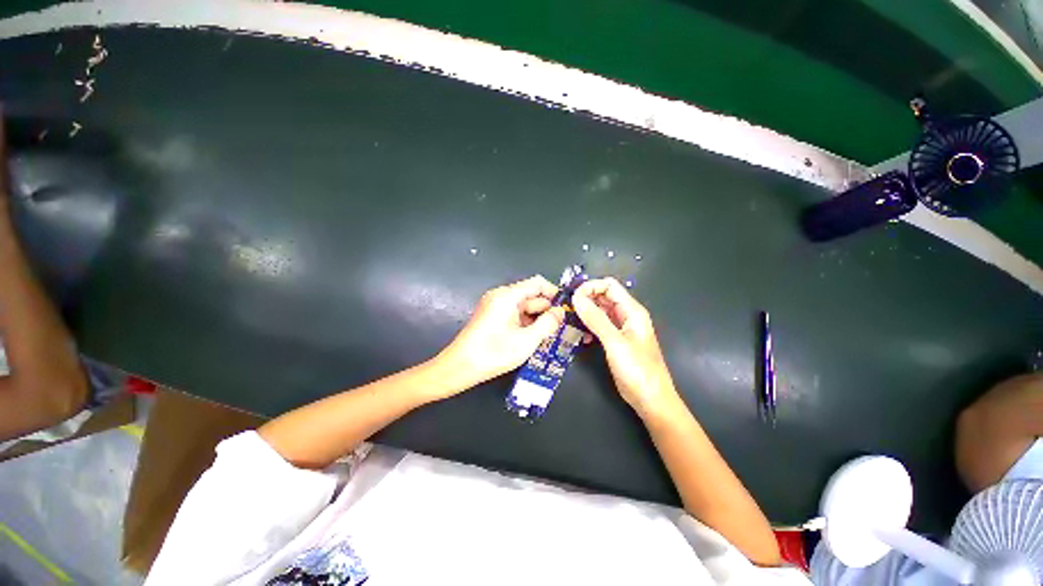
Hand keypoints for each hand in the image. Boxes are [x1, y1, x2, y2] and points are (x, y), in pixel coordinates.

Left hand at [436, 276, 564, 392]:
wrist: (459, 367)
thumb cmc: (493, 353)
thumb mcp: (526, 341)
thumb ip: (548, 324)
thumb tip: (561, 312)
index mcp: (508, 296)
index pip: (537, 283)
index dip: (554, 293)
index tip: (567, 309)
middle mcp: (501, 296)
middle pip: (531, 296)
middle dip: (547, 310)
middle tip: (563, 328)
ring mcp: (496, 306)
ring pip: (524, 307)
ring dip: (538, 319)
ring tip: (552, 335)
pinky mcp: (493, 317)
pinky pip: (515, 315)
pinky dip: (527, 324)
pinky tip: (536, 338)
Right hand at [572, 278, 679, 415]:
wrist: (651, 400)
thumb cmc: (638, 370)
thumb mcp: (615, 342)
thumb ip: (595, 319)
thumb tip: (577, 297)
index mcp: (632, 311)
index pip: (609, 286)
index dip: (591, 287)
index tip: (573, 297)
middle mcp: (626, 316)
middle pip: (604, 297)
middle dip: (586, 299)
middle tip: (568, 309)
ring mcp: (620, 329)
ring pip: (600, 311)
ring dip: (585, 314)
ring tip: (571, 321)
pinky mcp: (615, 341)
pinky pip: (599, 326)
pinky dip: (589, 327)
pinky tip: (582, 337)